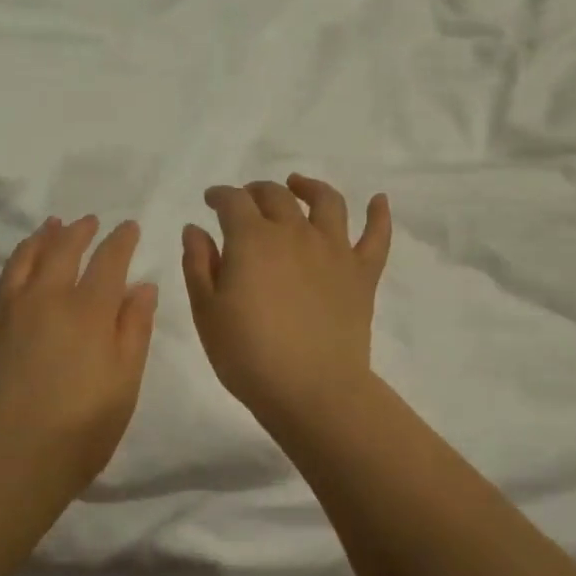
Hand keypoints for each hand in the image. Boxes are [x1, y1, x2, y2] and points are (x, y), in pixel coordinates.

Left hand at [0, 215, 158, 513]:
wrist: (15, 463)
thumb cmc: (83, 427)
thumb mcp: (125, 380)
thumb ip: (134, 328)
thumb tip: (141, 286)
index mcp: (87, 309)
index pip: (108, 260)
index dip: (121, 240)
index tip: (128, 227)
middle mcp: (44, 298)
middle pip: (61, 250)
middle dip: (79, 231)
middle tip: (88, 221)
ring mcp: (4, 313)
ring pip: (19, 261)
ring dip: (36, 239)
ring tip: (47, 227)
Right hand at [181, 175, 390, 430]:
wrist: (311, 390)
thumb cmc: (248, 354)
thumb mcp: (206, 312)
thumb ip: (198, 264)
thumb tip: (195, 228)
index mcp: (252, 239)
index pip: (233, 201)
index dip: (220, 195)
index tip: (211, 201)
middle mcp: (294, 232)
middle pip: (276, 195)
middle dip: (256, 191)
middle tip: (246, 200)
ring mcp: (334, 250)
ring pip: (326, 202)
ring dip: (309, 187)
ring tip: (298, 185)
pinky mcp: (362, 273)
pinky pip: (376, 236)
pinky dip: (379, 215)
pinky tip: (379, 200)